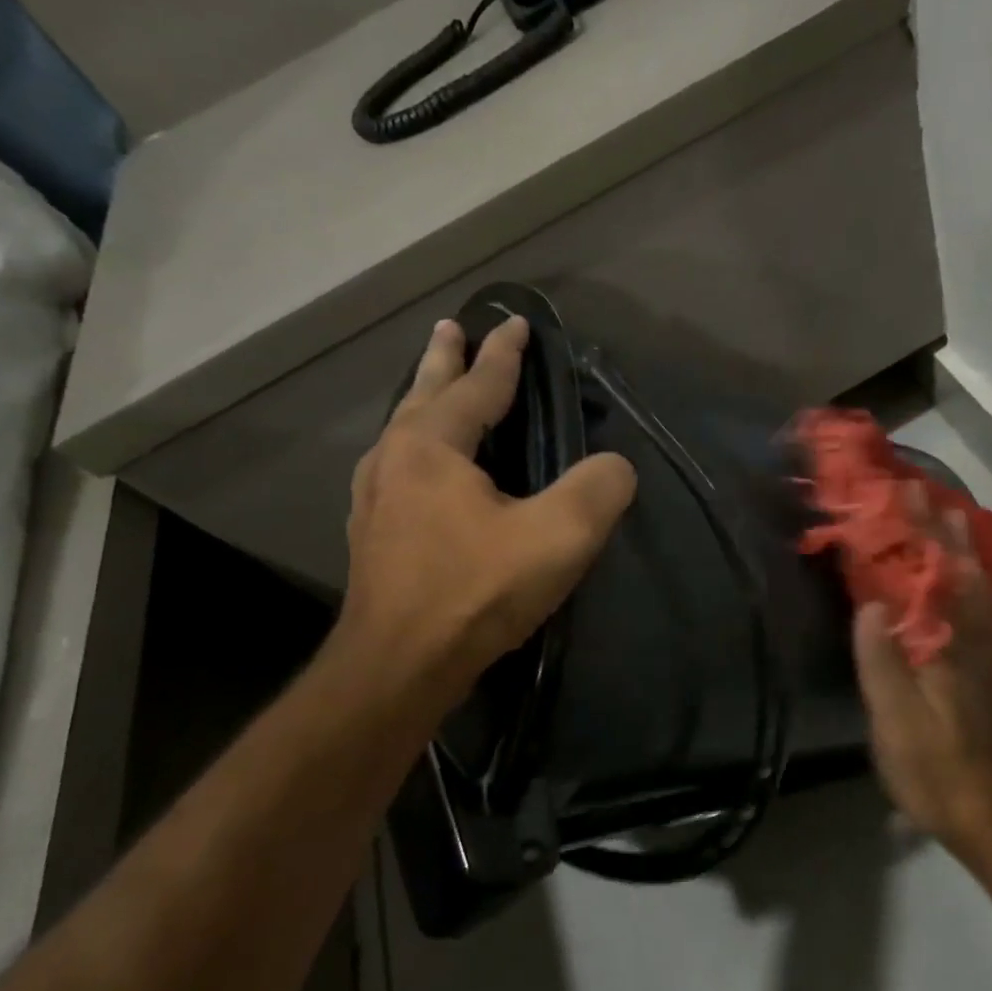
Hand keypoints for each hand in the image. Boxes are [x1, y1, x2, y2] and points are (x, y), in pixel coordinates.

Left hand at [326, 314, 635, 725]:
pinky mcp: (374, 535)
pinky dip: (417, 445)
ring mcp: (375, 498)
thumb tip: (617, 466)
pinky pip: (399, 467)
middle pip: (424, 394)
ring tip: (435, 384)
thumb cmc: (475, 592)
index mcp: (431, 446)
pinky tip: (423, 466)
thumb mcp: (557, 537)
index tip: (516, 322)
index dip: (502, 354)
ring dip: (424, 400)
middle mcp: (394, 460)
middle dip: (443, 359)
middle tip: (449, 327)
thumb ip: (597, 490)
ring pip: (404, 431)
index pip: (476, 385)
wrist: (399, 669)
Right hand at [852, 503, 991, 847]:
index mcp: (945, 644)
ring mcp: (976, 652)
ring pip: (973, 587)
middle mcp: (967, 638)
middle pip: (959, 572)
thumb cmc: (933, 763)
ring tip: (948, 518)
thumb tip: (869, 604)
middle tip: (925, 493)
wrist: (985, 808)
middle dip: (942, 529)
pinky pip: (974, 608)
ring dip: (961, 549)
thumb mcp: (895, 717)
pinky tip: (960, 578)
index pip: (931, 576)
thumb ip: (881, 660)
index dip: (918, 533)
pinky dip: (968, 580)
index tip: (903, 495)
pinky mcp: (976, 668)